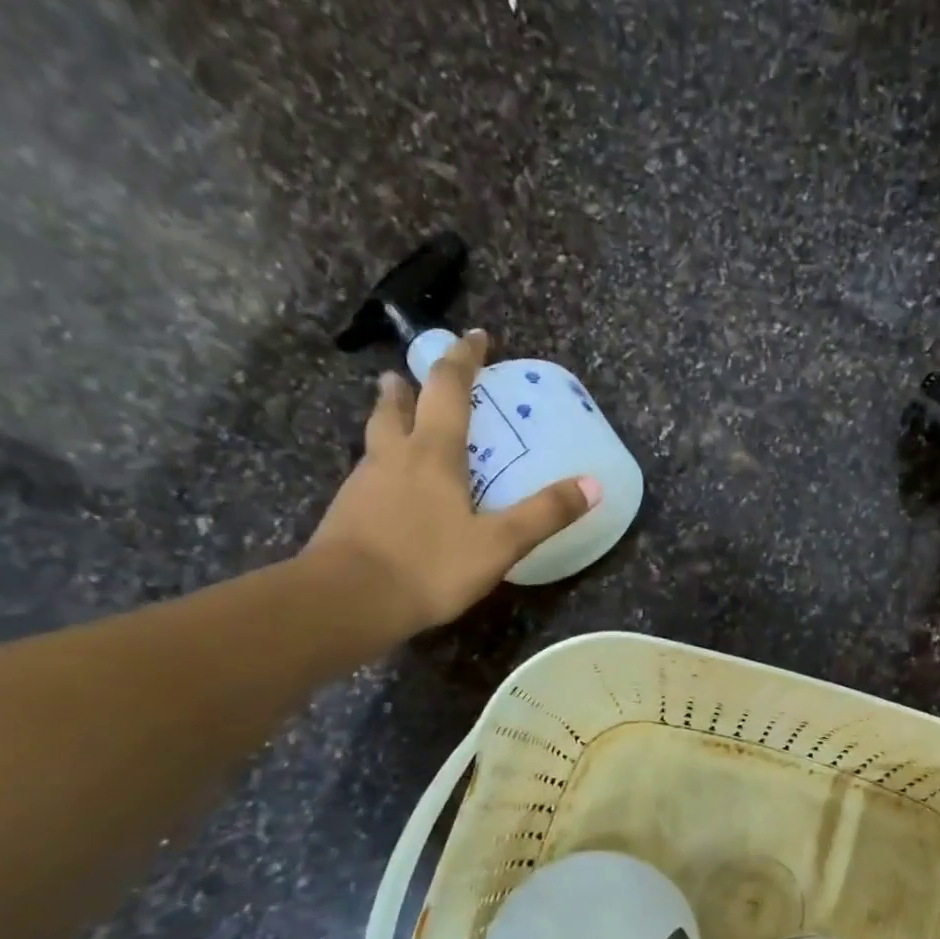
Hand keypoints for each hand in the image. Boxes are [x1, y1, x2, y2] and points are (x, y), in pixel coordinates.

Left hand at [306, 330, 599, 635]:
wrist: (346, 601)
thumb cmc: (428, 565)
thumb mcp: (499, 543)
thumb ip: (545, 513)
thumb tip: (593, 485)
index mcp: (432, 453)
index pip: (449, 390)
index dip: (464, 359)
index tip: (476, 337)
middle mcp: (394, 457)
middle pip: (397, 407)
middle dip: (409, 386)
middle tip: (410, 376)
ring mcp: (364, 484)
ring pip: (377, 438)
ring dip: (388, 419)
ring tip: (395, 415)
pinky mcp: (348, 513)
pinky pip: (370, 473)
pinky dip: (383, 464)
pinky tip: (391, 485)